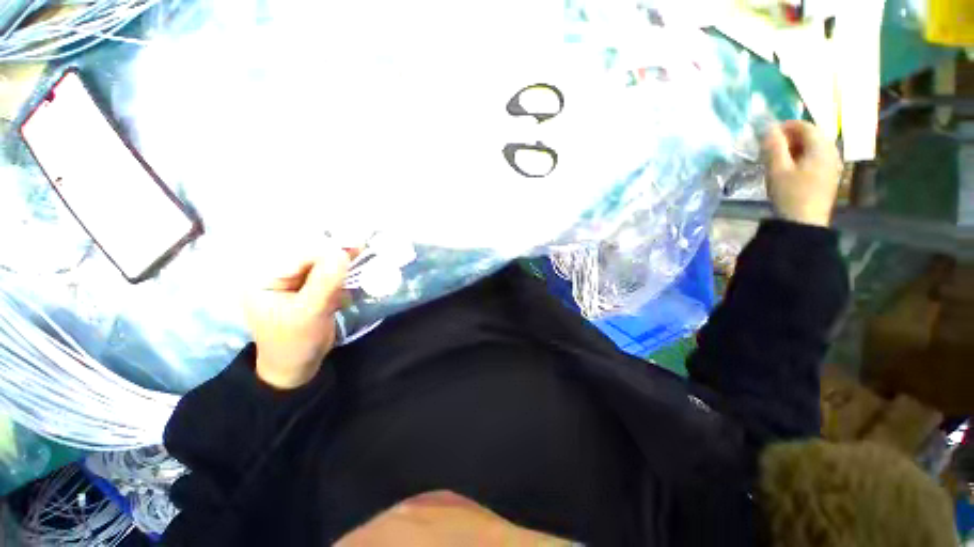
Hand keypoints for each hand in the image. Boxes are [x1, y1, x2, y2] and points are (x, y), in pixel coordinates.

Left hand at [244, 245, 350, 388]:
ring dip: (341, 262)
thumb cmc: (295, 342)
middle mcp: (276, 274)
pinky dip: (342, 272)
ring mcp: (294, 281)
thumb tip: (342, 252)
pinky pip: (327, 274)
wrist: (298, 366)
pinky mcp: (309, 288)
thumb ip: (324, 282)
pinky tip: (354, 268)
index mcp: (263, 278)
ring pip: (321, 263)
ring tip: (361, 253)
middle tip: (360, 247)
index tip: (352, 244)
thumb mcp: (309, 313)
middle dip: (335, 253)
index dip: (325, 249)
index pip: (296, 255)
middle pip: (309, 255)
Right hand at [763, 120, 841, 227]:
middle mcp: (831, 152)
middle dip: (790, 137)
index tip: (767, 135)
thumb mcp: (777, 169)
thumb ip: (773, 146)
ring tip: (777, 159)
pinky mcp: (830, 176)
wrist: (804, 223)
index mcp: (821, 148)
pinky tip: (790, 169)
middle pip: (812, 135)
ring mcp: (833, 165)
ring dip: (796, 148)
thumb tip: (768, 127)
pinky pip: (817, 158)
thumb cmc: (790, 194)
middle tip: (770, 147)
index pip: (805, 126)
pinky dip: (802, 157)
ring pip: (814, 147)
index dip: (786, 126)